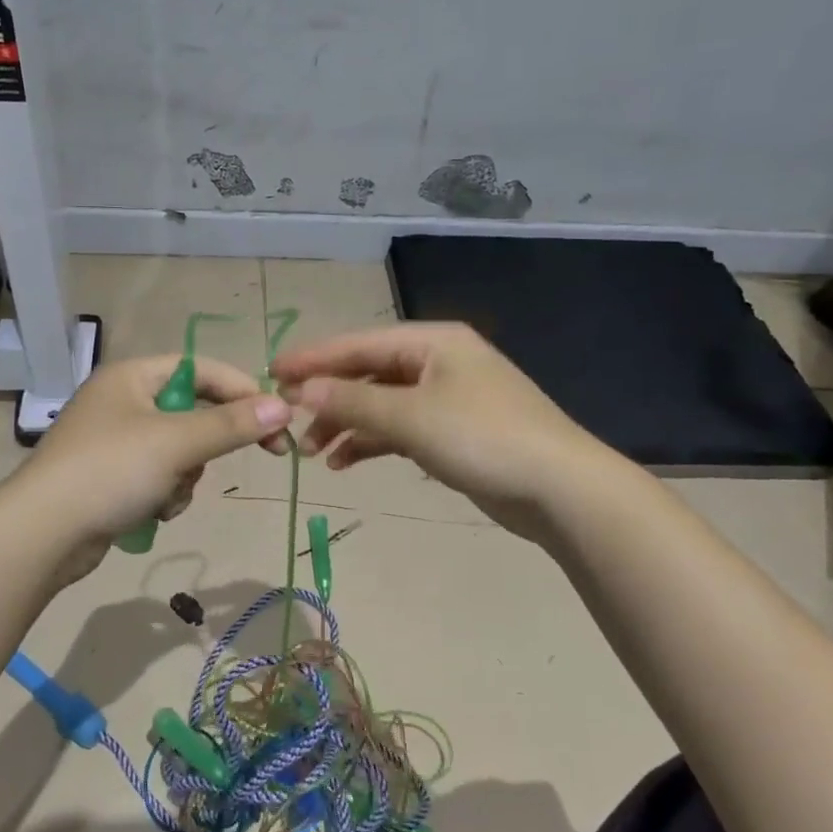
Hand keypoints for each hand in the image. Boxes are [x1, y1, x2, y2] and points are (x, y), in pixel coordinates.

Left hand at [15, 354, 291, 584]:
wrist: (43, 535)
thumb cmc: (110, 471)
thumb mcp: (177, 443)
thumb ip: (231, 423)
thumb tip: (283, 406)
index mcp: (132, 376)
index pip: (202, 369)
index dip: (243, 390)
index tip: (278, 420)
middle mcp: (123, 400)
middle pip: (193, 411)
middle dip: (209, 444)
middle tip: (259, 455)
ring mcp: (115, 441)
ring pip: (180, 451)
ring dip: (185, 476)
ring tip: (167, 495)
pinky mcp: (111, 477)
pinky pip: (159, 476)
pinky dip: (165, 494)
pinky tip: (151, 512)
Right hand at [271, 323, 595, 540]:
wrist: (560, 490)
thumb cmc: (484, 438)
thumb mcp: (412, 416)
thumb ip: (353, 400)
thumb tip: (302, 390)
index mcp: (433, 341)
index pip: (359, 343)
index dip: (314, 358)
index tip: (271, 372)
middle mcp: (439, 361)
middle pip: (368, 371)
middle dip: (329, 396)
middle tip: (289, 419)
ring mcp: (448, 397)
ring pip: (381, 402)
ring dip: (347, 423)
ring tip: (312, 451)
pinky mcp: (453, 432)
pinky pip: (400, 428)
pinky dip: (372, 441)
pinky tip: (346, 462)